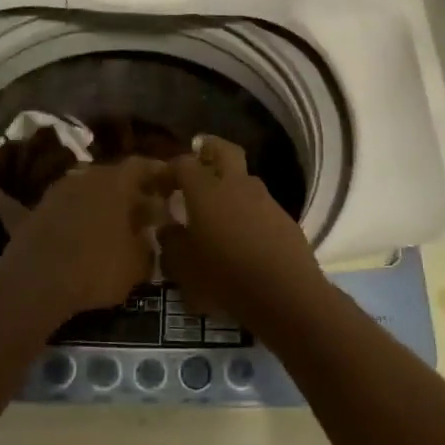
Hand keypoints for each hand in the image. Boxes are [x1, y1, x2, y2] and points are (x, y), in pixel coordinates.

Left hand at [0, 158, 167, 316]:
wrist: (42, 282)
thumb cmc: (99, 268)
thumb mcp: (138, 263)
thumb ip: (147, 245)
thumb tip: (150, 236)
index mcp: (116, 184)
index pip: (141, 167)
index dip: (157, 172)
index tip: (169, 179)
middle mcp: (84, 178)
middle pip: (109, 177)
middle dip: (125, 190)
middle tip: (139, 206)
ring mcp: (53, 195)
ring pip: (75, 189)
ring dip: (87, 198)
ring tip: (100, 213)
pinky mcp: (27, 217)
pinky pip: (18, 208)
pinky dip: (8, 202)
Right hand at [158, 137, 326, 329]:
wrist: (287, 295)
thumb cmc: (226, 278)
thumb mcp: (185, 268)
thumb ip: (171, 243)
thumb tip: (167, 229)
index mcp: (207, 191)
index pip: (184, 164)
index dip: (168, 171)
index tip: (157, 185)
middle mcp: (236, 185)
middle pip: (223, 150)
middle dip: (208, 149)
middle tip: (196, 158)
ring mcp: (264, 199)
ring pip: (244, 177)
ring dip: (229, 182)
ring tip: (217, 206)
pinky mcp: (283, 217)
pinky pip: (258, 203)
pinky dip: (246, 208)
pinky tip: (241, 232)